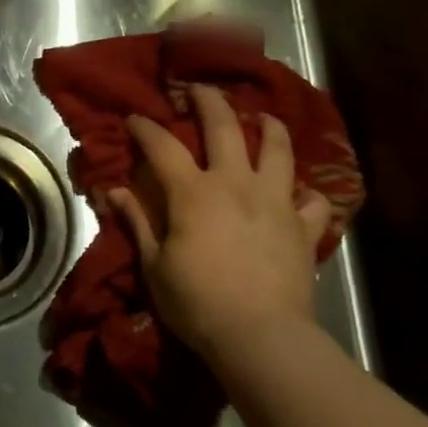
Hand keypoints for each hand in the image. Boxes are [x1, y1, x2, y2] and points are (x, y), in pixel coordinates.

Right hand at [109, 85, 332, 365]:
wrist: (261, 337)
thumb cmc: (197, 302)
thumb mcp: (154, 265)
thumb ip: (137, 222)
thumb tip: (115, 191)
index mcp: (194, 192)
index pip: (163, 146)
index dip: (146, 127)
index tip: (135, 117)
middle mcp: (236, 183)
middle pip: (224, 126)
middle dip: (209, 100)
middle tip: (199, 89)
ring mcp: (275, 202)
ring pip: (278, 149)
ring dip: (269, 127)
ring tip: (263, 117)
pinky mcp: (303, 227)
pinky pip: (313, 200)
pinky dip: (306, 192)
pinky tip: (298, 193)